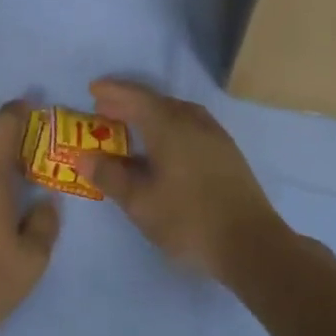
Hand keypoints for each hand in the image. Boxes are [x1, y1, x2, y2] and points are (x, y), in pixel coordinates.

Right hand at [81, 78, 288, 282]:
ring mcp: (216, 138)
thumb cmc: (188, 221)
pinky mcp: (228, 155)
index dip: (113, 92)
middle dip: (130, 103)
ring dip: (152, 114)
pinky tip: (164, 147)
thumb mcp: (140, 202)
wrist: (251, 245)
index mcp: (170, 128)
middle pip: (158, 103)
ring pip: (178, 114)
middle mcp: (195, 124)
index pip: (137, 98)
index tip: (93, 89)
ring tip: (132, 127)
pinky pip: (191, 127)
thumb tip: (84, 157)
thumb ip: (110, 176)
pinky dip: (170, 127)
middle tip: (105, 110)